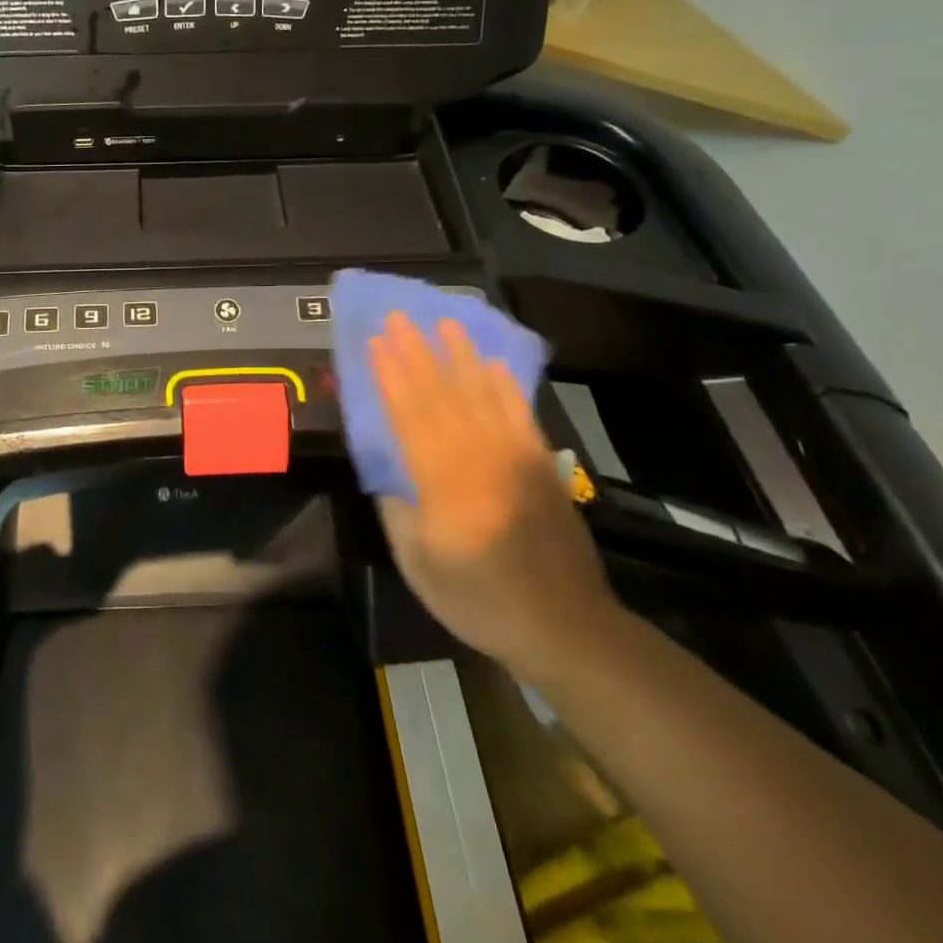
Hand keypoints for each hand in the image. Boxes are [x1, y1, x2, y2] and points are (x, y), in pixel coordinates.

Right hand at [371, 312, 620, 677]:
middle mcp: (479, 457)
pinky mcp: (542, 462)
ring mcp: (515, 456)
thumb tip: (389, 472)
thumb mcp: (420, 566)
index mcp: (444, 483)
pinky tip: (492, 362)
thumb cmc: (482, 600)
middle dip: (417, 352)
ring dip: (460, 355)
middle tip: (399, 317)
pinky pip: (519, 412)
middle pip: (442, 394)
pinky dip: (504, 384)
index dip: (391, 376)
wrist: (566, 625)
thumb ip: (399, 512)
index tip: (376, 342)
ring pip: (481, 393)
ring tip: (443, 322)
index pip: (410, 416)